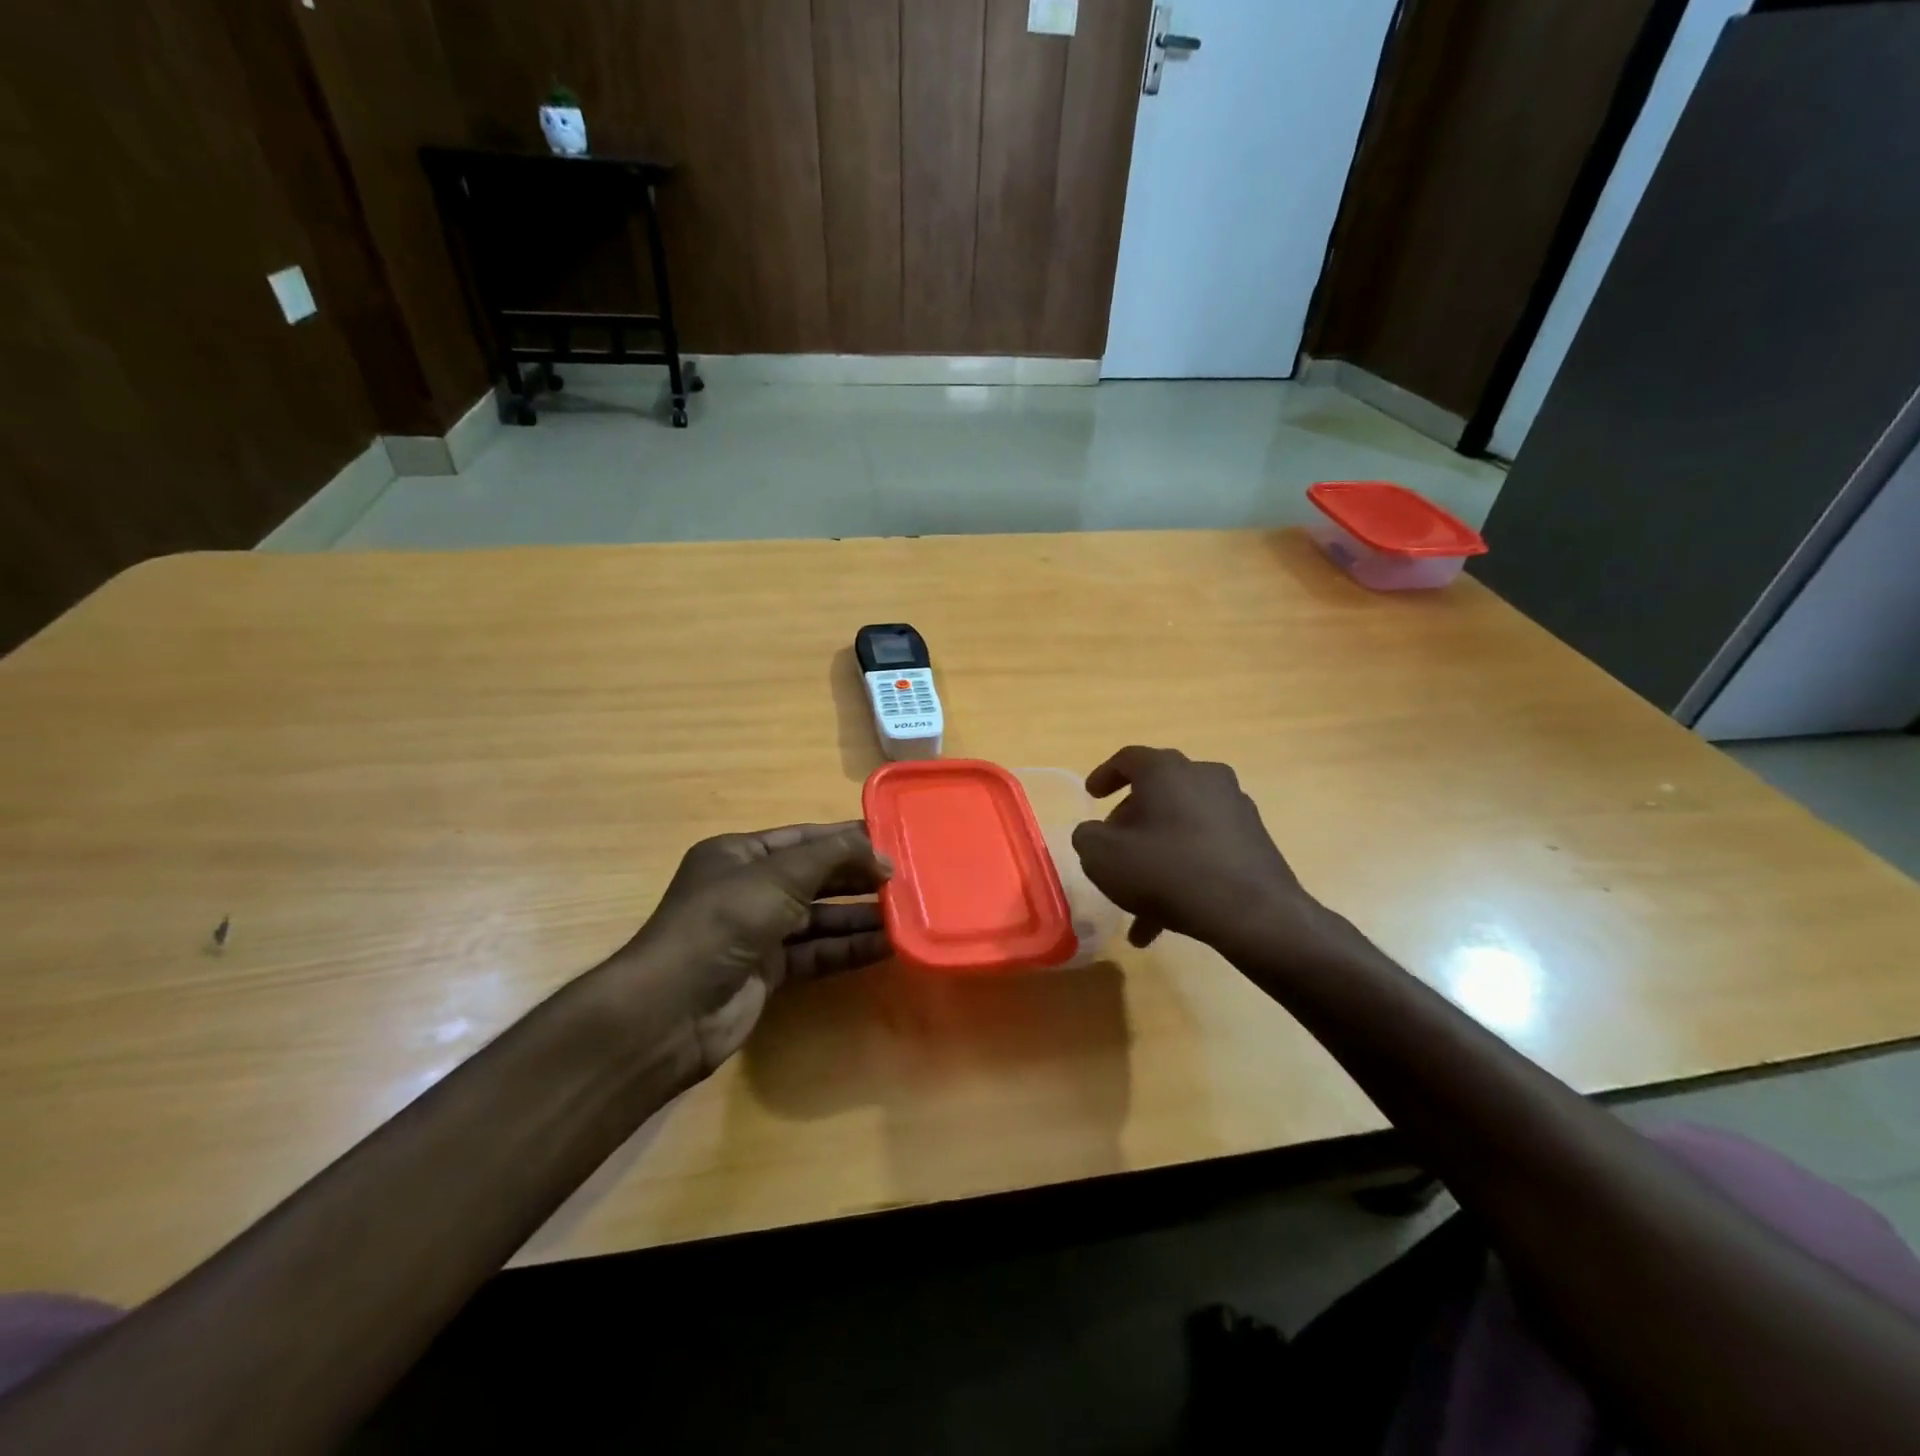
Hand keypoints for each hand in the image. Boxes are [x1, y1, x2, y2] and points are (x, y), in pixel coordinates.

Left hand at [604, 822, 890, 1084]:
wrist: (673, 1009)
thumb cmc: (724, 921)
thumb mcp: (779, 875)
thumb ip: (834, 857)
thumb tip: (883, 856)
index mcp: (740, 855)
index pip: (804, 839)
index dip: (847, 839)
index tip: (893, 841)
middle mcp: (749, 889)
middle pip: (815, 878)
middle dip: (858, 879)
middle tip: (907, 880)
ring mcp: (758, 932)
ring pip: (820, 918)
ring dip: (859, 916)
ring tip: (906, 913)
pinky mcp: (768, 972)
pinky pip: (816, 952)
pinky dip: (848, 948)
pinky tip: (886, 946)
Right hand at [1071, 746, 1339, 963]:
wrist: (1252, 913)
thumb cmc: (1167, 872)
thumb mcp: (1103, 857)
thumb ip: (1087, 837)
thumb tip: (1094, 833)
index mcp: (1166, 771)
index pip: (1128, 759)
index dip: (1104, 775)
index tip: (1091, 796)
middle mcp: (1204, 777)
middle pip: (1157, 791)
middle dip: (1130, 821)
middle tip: (1112, 848)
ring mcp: (1234, 807)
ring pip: (1179, 826)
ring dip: (1154, 855)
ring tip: (1136, 903)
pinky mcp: (1254, 839)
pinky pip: (1204, 848)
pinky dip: (1182, 871)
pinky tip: (1166, 919)